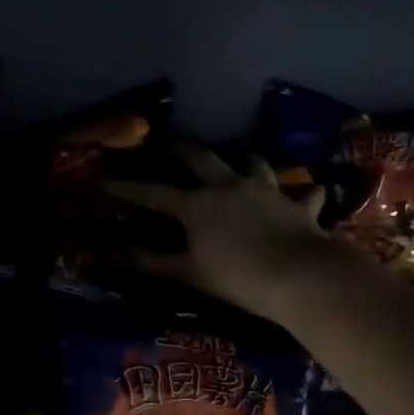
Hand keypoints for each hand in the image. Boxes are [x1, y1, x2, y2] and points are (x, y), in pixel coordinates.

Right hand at [105, 142, 342, 322]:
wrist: (300, 277)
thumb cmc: (237, 277)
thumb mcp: (189, 273)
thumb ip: (152, 262)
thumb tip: (114, 254)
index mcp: (198, 205)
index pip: (153, 193)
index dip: (127, 188)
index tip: (103, 179)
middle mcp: (230, 187)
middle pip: (201, 158)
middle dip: (180, 147)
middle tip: (167, 136)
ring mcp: (266, 192)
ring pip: (252, 163)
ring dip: (242, 157)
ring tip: (237, 153)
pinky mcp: (297, 207)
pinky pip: (302, 196)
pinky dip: (302, 193)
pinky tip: (310, 190)